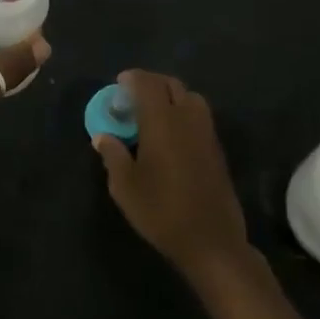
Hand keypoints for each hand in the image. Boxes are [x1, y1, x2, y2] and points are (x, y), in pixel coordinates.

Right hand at [93, 71, 249, 283]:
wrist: (210, 240)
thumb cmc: (161, 211)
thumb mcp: (125, 187)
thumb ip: (113, 155)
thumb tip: (102, 136)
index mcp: (161, 121)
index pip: (147, 84)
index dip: (132, 78)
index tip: (119, 83)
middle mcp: (187, 118)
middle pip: (171, 84)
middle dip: (152, 83)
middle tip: (134, 95)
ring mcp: (206, 132)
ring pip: (190, 97)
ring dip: (171, 95)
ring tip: (154, 112)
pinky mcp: (216, 148)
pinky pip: (199, 115)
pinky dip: (184, 111)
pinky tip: (172, 132)